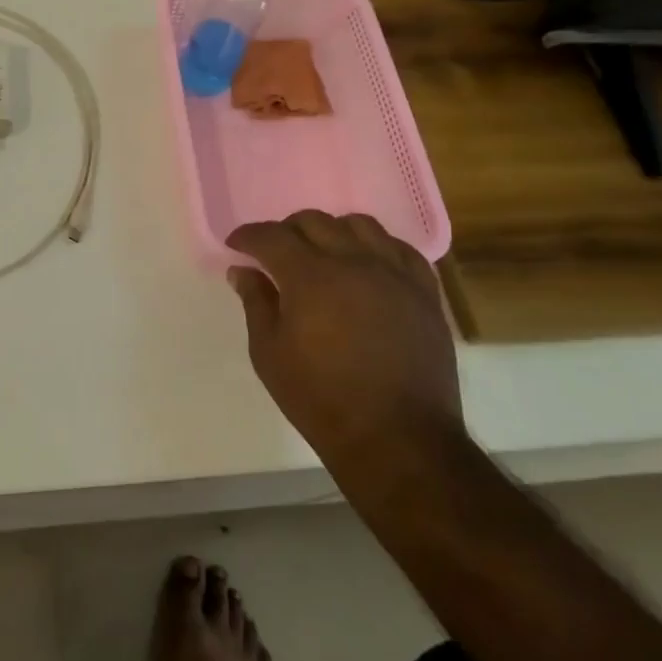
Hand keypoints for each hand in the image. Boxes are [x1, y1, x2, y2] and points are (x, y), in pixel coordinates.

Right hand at [226, 211, 462, 471]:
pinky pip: (401, 249)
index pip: (271, 236)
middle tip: (275, 253)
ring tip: (324, 254)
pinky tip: (368, 265)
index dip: (248, 236)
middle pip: (314, 222)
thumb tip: (242, 270)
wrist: (399, 439)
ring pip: (360, 225)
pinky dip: (377, 247)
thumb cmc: (322, 399)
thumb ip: (256, 303)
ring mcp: (394, 273)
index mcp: (310, 276)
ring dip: (333, 231)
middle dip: (287, 230)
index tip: (236, 244)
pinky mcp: (424, 292)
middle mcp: (353, 261)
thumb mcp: (270, 354)